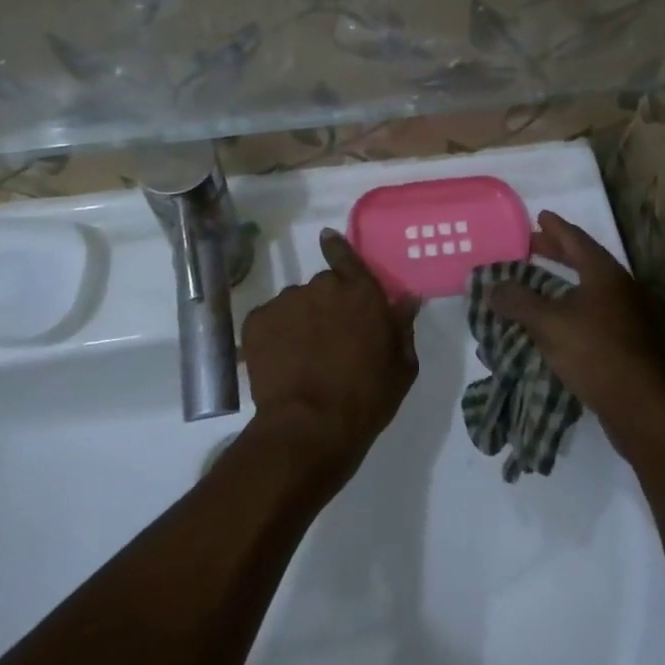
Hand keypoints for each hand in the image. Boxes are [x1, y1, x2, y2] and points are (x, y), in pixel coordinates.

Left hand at [240, 229, 420, 489]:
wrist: (309, 427)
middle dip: (325, 306)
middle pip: (322, 287)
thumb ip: (402, 327)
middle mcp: (322, 286)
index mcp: (360, 293)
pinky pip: (267, 322)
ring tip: (301, 358)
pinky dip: (273, 337)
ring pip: (294, 304)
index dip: (337, 247)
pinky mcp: (256, 321)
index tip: (327, 237)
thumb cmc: (366, 399)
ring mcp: (286, 301)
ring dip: (299, 322)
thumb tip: (407, 299)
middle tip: (328, 340)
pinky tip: (280, 364)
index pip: (346, 256)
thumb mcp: (401, 367)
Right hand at [488, 210, 664, 461]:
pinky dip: (569, 308)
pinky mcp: (626, 343)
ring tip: (535, 283)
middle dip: (556, 253)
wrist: (641, 407)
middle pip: (584, 261)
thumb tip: (492, 286)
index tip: (539, 216)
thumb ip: (518, 300)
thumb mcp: (548, 323)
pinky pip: (591, 314)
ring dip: (561, 283)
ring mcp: (626, 316)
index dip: (555, 227)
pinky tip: (552, 322)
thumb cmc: (595, 352)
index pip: (576, 239)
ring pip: (588, 289)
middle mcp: (619, 288)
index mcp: (604, 273)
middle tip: (530, 246)